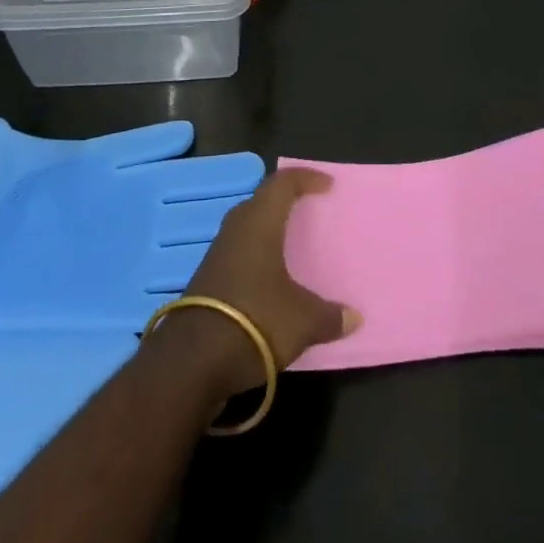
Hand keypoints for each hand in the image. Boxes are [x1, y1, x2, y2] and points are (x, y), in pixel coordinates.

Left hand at [155, 167, 359, 400]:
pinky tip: (269, 283)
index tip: (327, 185)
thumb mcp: (302, 321)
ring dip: (268, 233)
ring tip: (292, 248)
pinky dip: (257, 259)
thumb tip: (354, 317)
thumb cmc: (254, 321)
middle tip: (308, 212)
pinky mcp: (206, 282)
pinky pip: (238, 255)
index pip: (283, 182)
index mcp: (260, 222)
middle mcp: (236, 229)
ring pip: (247, 230)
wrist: (190, 365)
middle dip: (285, 203)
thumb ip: (329, 316)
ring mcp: (216, 255)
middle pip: (262, 202)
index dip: (306, 178)